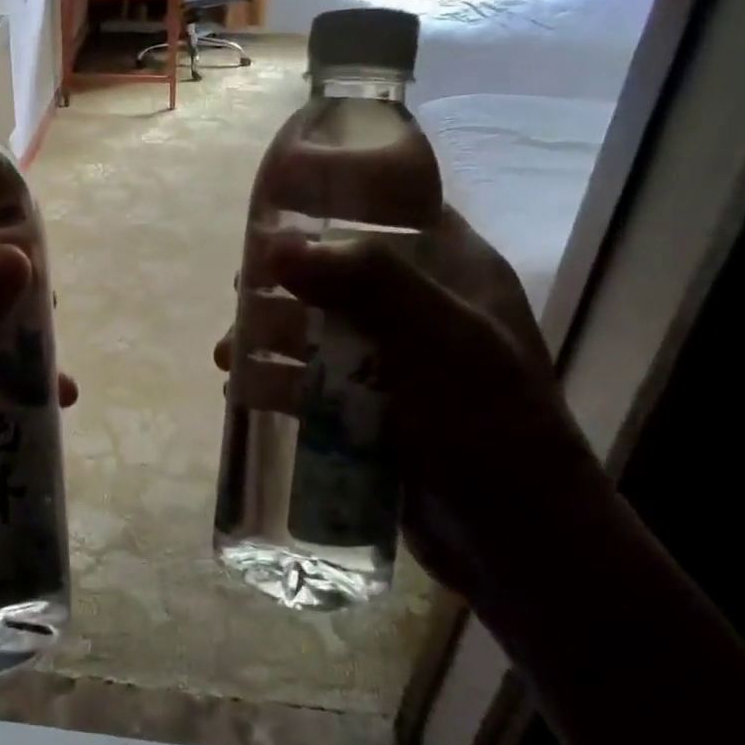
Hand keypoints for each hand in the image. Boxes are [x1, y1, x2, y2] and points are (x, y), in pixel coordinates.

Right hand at [217, 208, 606, 600]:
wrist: (519, 544)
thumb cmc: (492, 429)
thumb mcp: (442, 343)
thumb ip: (369, 284)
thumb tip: (275, 246)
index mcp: (453, 272)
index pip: (392, 209)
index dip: (335, 199)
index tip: (275, 208)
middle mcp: (421, 308)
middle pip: (338, 272)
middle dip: (284, 280)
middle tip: (241, 293)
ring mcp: (394, 361)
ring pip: (316, 329)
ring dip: (268, 335)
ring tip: (226, 354)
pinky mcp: (371, 408)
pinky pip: (312, 380)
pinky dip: (275, 380)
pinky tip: (241, 389)